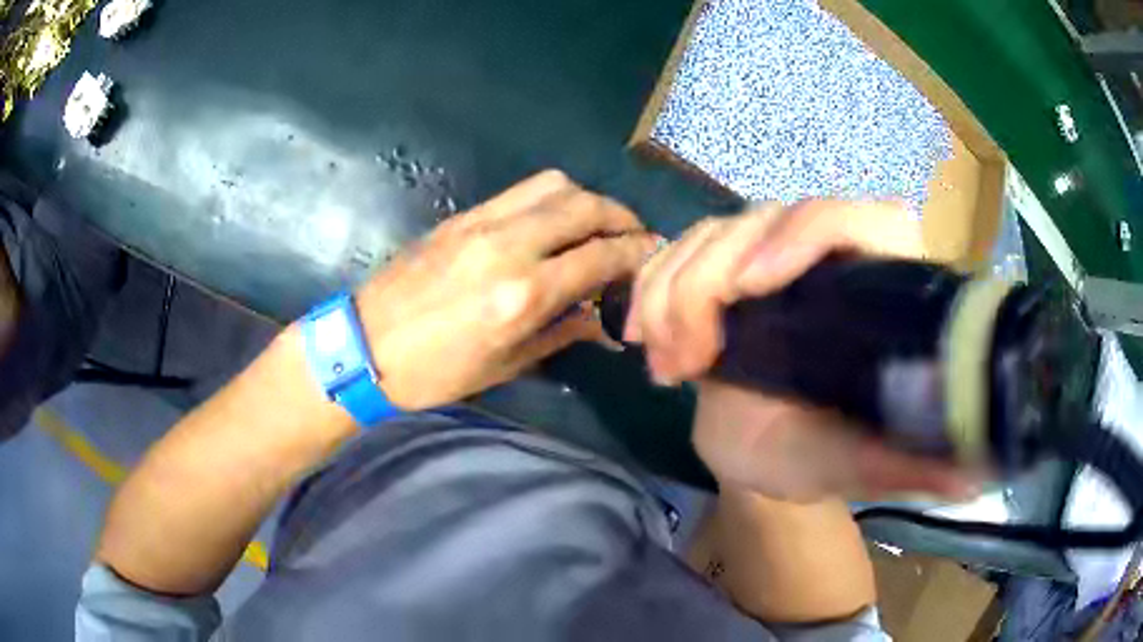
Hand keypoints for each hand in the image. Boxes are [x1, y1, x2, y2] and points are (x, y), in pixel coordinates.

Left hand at [356, 170, 656, 410]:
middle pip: (583, 206)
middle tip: (632, 234)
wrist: (364, 347)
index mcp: (521, 295)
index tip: (653, 254)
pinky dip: (548, 199)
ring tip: (594, 224)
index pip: (600, 257)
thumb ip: (560, 334)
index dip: (636, 253)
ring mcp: (481, 224)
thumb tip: (602, 320)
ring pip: (553, 185)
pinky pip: (518, 192)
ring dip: (585, 199)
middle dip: (620, 216)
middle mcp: (508, 247)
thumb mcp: (504, 366)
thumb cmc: (433, 373)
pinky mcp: (460, 217)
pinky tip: (550, 222)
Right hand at [624, 200, 980, 501]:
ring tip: (666, 366)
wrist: (757, 454)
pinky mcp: (723, 266)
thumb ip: (909, 466)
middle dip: (709, 282)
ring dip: (672, 291)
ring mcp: (768, 254)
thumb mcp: (858, 463)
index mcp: (875, 286)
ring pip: (711, 232)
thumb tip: (976, 476)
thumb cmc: (813, 457)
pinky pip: (676, 250)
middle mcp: (826, 256)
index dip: (808, 234)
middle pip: (764, 218)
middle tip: (687, 361)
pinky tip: (641, 336)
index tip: (754, 287)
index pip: (860, 218)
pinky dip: (649, 287)